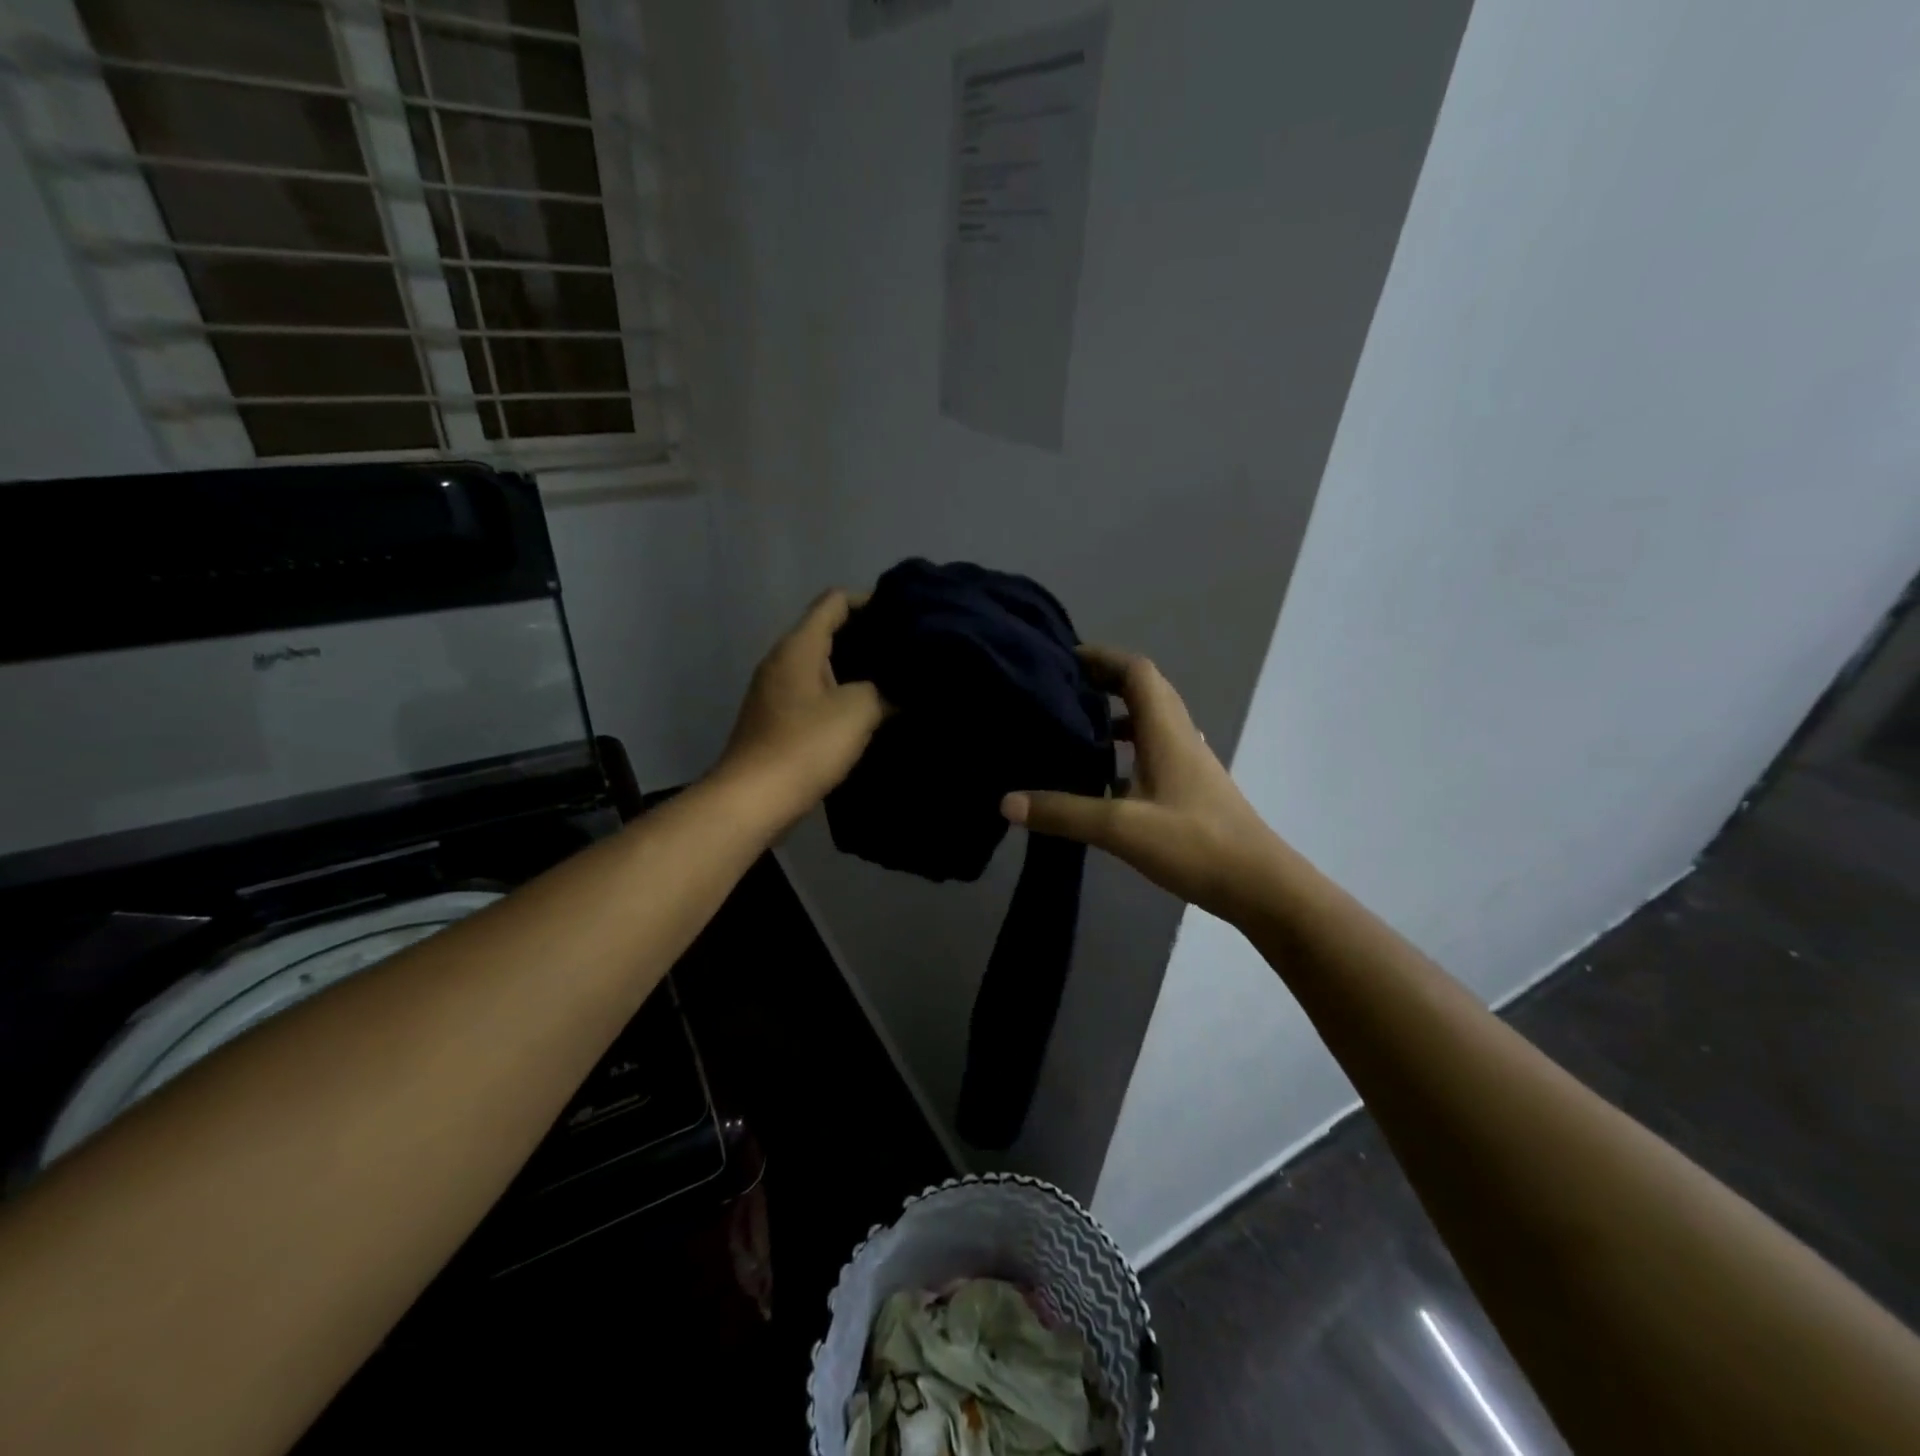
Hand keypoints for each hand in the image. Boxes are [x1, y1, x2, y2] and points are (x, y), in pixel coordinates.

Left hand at [714, 590, 885, 826]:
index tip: (903, 614)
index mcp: (799, 646)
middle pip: (827, 630)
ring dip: (854, 668)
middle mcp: (782, 660)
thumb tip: (901, 688)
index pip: (834, 601)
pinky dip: (840, 692)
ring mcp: (776, 690)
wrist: (754, 799)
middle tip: (906, 649)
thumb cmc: (806, 745)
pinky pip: (814, 692)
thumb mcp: (858, 711)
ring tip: (893, 678)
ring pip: (821, 664)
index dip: (869, 601)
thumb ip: (885, 690)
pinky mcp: (776, 719)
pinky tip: (867, 710)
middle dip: (866, 636)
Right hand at [1002, 646, 1280, 919]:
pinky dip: (1126, 752)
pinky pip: (1153, 753)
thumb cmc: (1195, 845)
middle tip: (1061, 690)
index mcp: (1167, 732)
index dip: (1103, 658)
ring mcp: (1189, 765)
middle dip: (1104, 682)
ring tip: (1074, 728)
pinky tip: (1101, 779)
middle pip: (1144, 691)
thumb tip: (1006, 801)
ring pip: (1150, 723)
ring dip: (1115, 717)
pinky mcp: (1191, 790)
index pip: (1137, 672)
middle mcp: (1180, 738)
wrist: (1260, 886)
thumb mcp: (1121, 828)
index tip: (1064, 659)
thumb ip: (1063, 813)